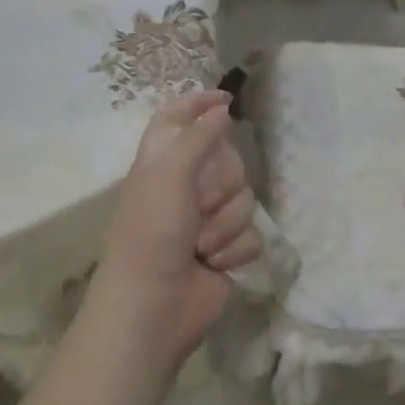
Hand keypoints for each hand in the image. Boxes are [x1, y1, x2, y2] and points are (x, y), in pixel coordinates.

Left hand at [84, 89, 261, 370]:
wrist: (154, 305)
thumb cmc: (152, 232)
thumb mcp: (170, 174)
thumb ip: (198, 137)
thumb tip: (221, 107)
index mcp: (162, 162)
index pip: (177, 118)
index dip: (198, 104)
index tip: (226, 99)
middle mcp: (186, 186)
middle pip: (229, 160)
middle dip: (222, 184)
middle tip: (200, 203)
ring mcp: (208, 220)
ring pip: (245, 199)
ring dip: (226, 224)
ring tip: (200, 245)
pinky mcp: (227, 250)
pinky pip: (253, 234)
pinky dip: (235, 249)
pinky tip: (214, 264)